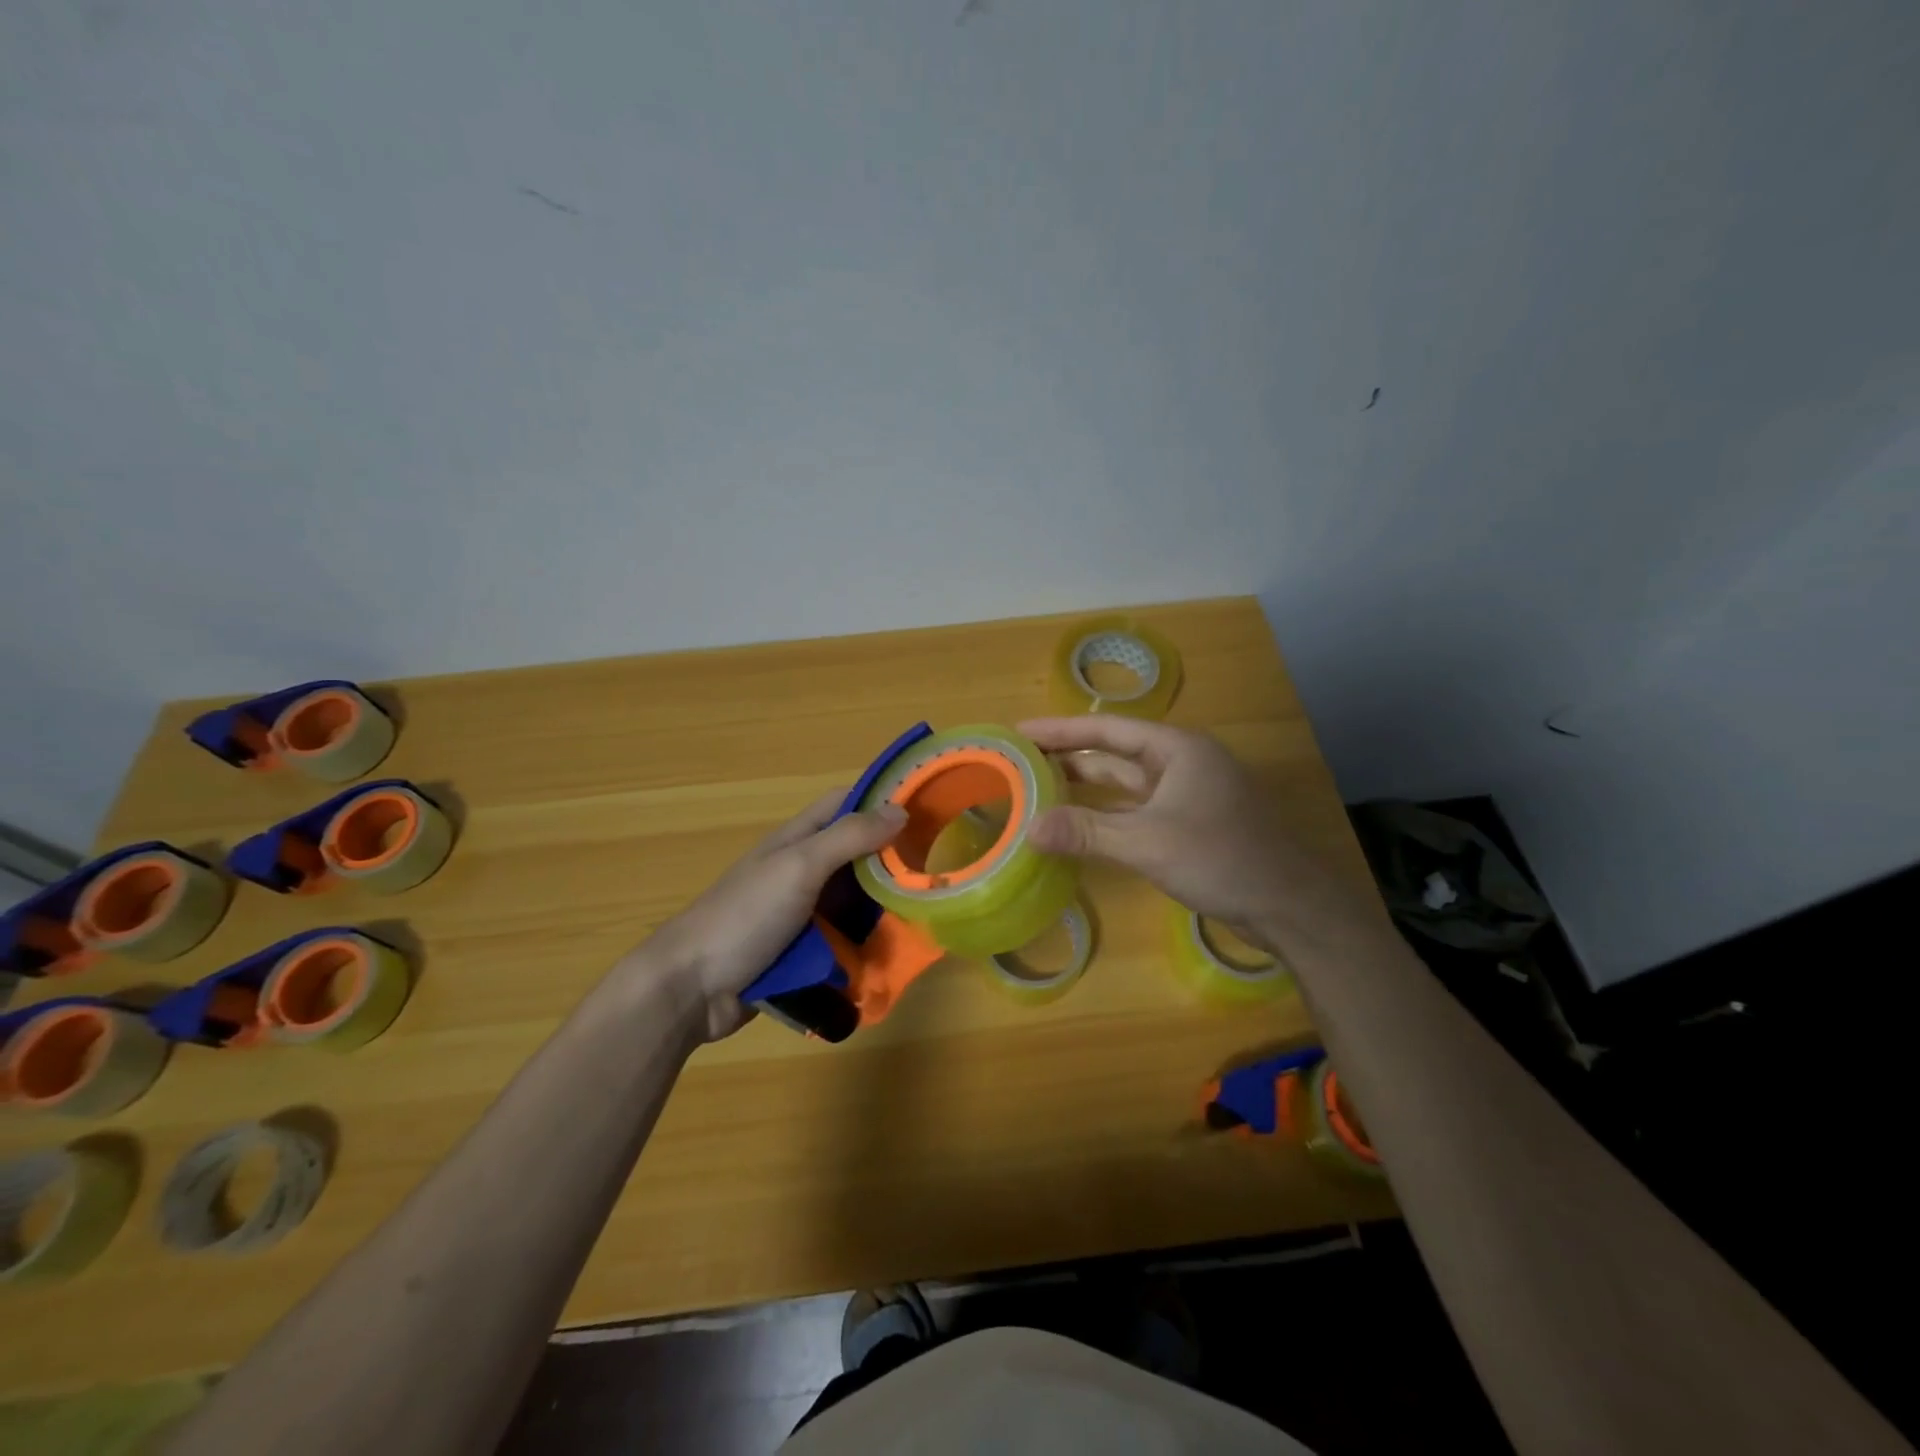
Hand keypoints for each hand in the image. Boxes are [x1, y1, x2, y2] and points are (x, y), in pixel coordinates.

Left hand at [637, 790, 906, 1041]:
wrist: (690, 989)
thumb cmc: (744, 916)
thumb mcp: (799, 867)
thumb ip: (848, 837)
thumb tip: (900, 810)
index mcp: (797, 841)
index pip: (844, 804)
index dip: (881, 799)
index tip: (926, 807)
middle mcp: (802, 872)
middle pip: (856, 855)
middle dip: (892, 860)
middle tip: (938, 868)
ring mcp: (802, 914)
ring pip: (855, 901)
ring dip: (884, 907)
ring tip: (929, 913)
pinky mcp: (803, 953)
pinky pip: (845, 940)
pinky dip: (867, 943)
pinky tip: (897, 952)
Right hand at [1019, 716, 1358, 952]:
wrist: (1289, 906)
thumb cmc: (1222, 858)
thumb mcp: (1148, 843)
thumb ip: (1087, 832)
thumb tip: (1030, 828)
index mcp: (1176, 749)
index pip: (1107, 729)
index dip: (1061, 730)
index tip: (1020, 733)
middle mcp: (1181, 764)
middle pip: (1114, 754)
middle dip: (1069, 757)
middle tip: (1020, 762)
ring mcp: (1186, 795)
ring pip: (1125, 784)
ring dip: (1086, 788)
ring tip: (1038, 789)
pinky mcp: (1188, 825)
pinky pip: (1136, 811)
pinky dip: (1106, 815)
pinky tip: (1078, 826)